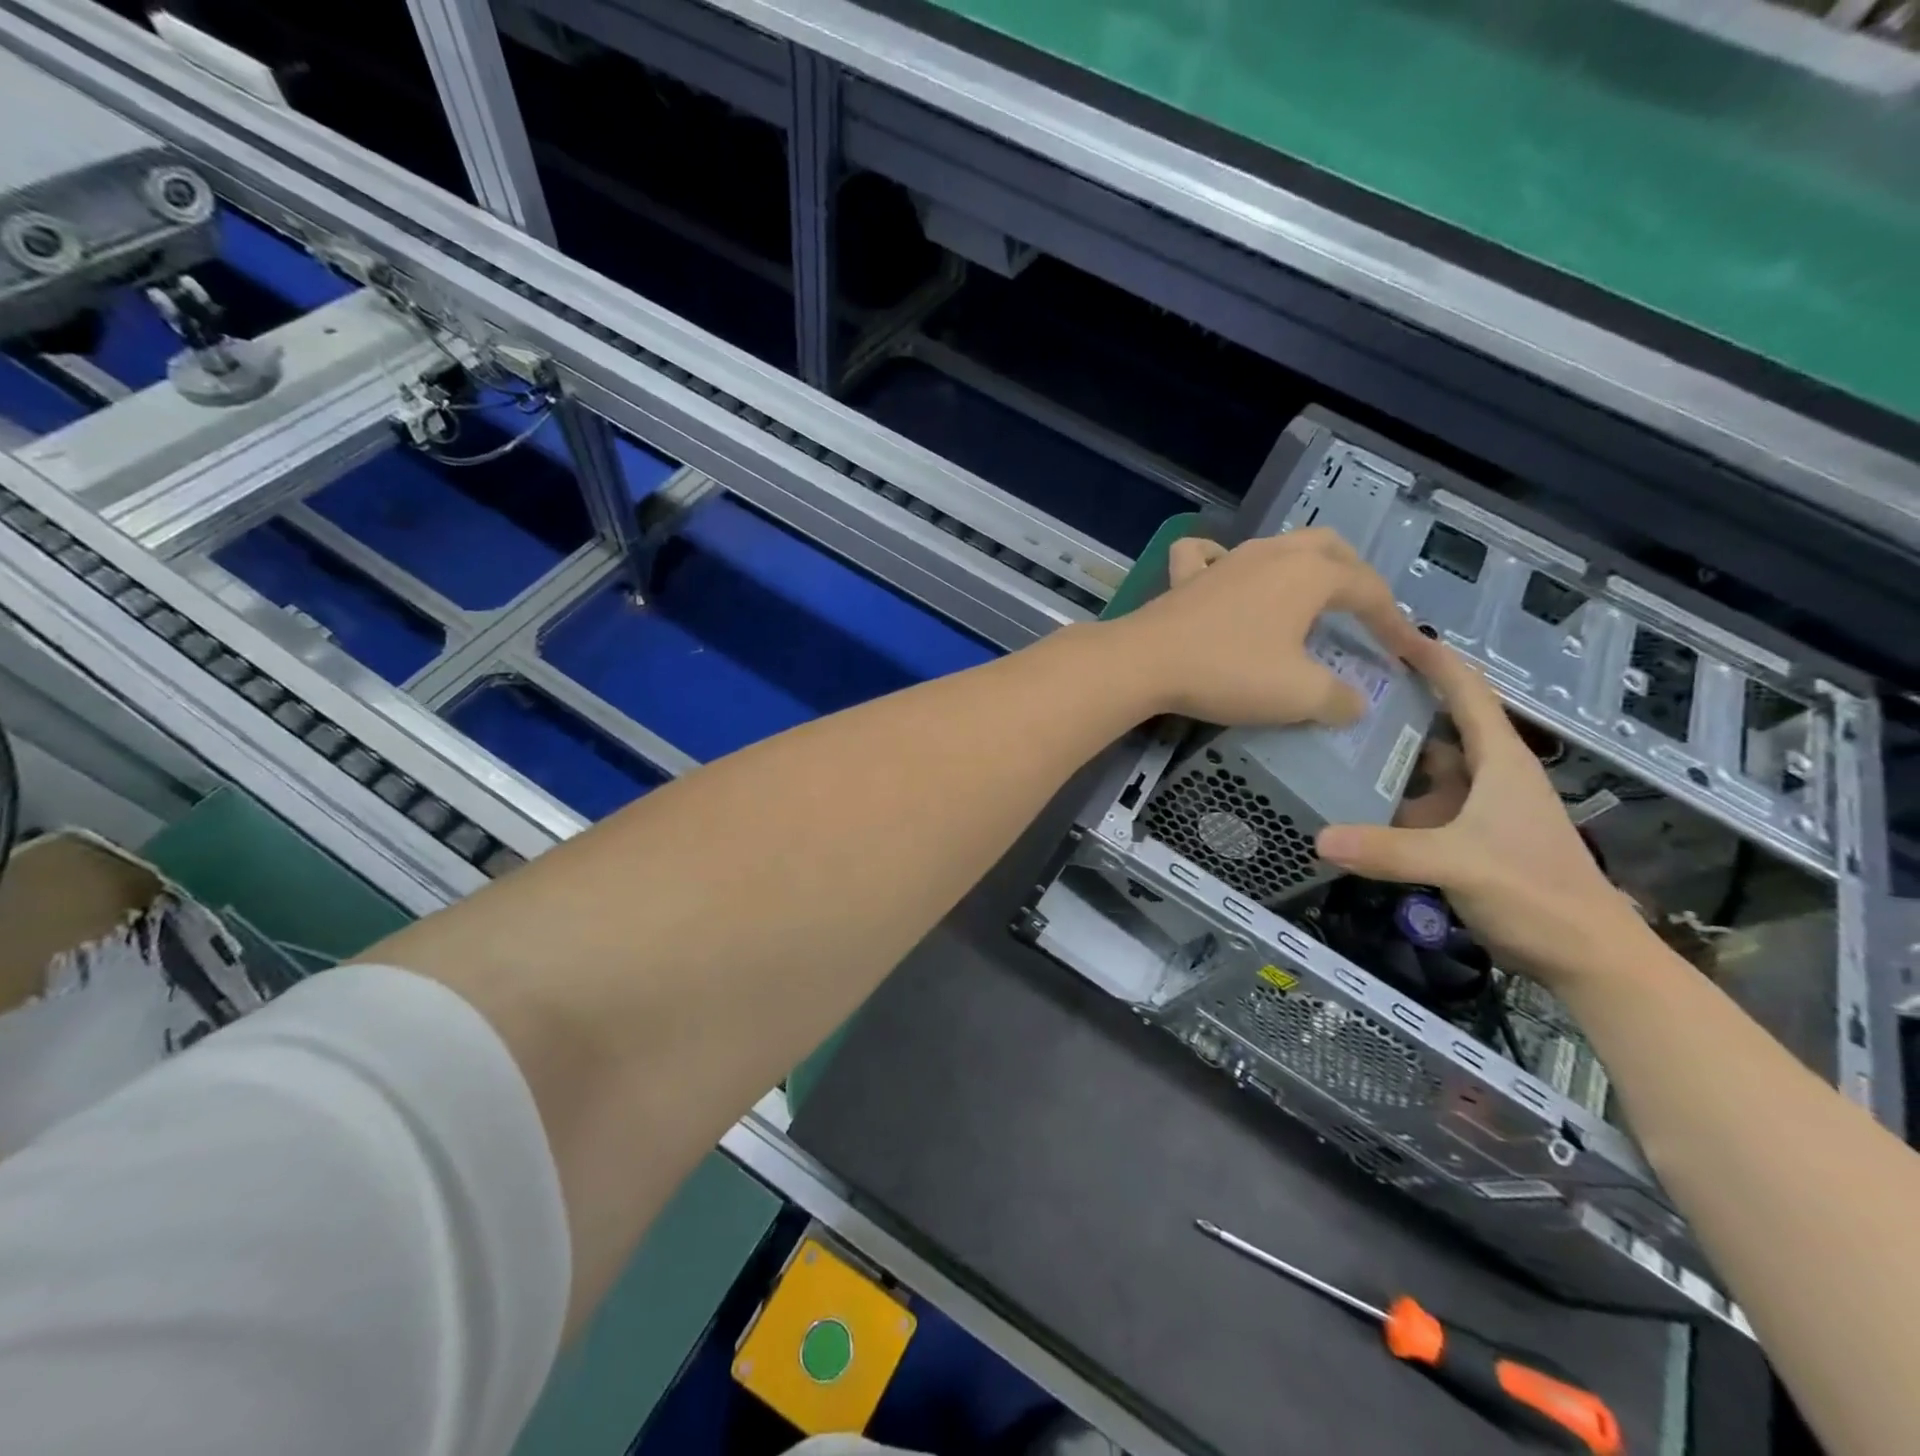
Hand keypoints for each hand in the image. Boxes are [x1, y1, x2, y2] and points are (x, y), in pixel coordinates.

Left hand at [1108, 530, 1427, 726]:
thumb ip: (1338, 699)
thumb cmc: (1230, 672)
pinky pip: (1206, 555)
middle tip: (1363, 608)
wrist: (1145, 663)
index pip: (1368, 590)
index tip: (1404, 652)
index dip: (1393, 621)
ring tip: (1308, 594)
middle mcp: (1271, 555)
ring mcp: (1225, 561)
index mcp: (1309, 575)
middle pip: (1328, 548)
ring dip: (1300, 566)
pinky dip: (1221, 559)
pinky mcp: (1185, 577)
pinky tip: (1223, 573)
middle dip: (1354, 574)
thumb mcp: (1298, 694)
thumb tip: (1356, 703)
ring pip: (1276, 546)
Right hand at [1315, 639, 1649, 986]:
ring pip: (1422, 768)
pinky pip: (1415, 805)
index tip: (1389, 631)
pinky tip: (1347, 799)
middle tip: (1337, 685)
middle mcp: (1485, 775)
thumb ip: (1389, 850)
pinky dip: (1384, 799)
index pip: (1466, 692)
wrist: (1586, 957)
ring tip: (1329, 736)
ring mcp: (1473, 808)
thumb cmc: (1537, 893)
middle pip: (1436, 724)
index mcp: (1498, 762)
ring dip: (1385, 753)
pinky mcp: (1461, 838)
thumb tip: (1318, 839)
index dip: (1432, 658)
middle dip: (1394, 702)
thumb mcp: (1461, 864)